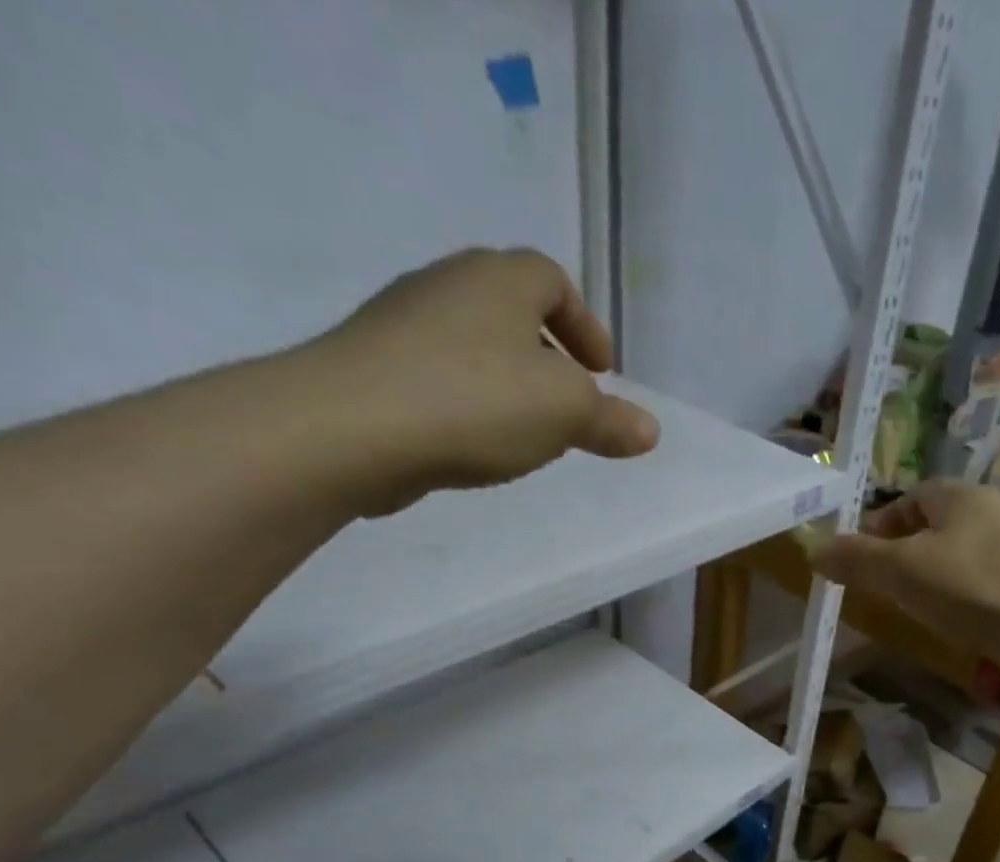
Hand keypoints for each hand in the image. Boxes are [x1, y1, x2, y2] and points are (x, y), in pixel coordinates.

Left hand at [313, 248, 659, 515]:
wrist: (351, 429)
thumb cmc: (475, 402)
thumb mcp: (565, 413)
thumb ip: (611, 421)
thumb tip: (648, 430)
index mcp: (498, 280)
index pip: (552, 279)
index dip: (584, 324)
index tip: (601, 371)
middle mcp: (448, 286)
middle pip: (510, 308)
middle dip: (547, 353)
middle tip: (569, 400)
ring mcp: (402, 324)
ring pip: (473, 343)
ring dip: (507, 380)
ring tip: (527, 430)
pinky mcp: (374, 367)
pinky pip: (440, 376)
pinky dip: (470, 401)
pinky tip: (476, 444)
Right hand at [806, 483, 999, 657]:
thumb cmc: (974, 588)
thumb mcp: (902, 571)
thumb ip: (857, 559)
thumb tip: (814, 549)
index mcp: (962, 495)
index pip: (912, 496)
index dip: (881, 524)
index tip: (862, 559)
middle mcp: (996, 511)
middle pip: (939, 526)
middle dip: (907, 554)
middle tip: (887, 589)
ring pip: (965, 556)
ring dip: (938, 579)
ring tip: (922, 611)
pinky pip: (990, 584)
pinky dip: (969, 600)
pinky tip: (965, 626)